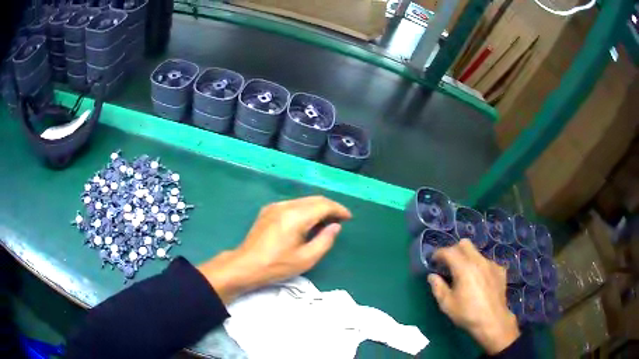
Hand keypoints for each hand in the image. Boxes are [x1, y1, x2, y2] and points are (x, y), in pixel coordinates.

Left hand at [198, 196, 351, 303]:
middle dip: (330, 207)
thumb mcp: (306, 259)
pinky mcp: (268, 210)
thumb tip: (335, 226)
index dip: (339, 210)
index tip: (348, 218)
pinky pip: (293, 204)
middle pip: (314, 199)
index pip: (323, 205)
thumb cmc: (277, 265)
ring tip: (326, 222)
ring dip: (317, 207)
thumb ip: (325, 240)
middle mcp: (286, 205)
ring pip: (303, 200)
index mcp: (296, 216)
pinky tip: (307, 221)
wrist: (246, 265)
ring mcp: (275, 206)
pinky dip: (305, 209)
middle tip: (340, 220)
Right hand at [428, 239, 519, 354]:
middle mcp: (479, 261)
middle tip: (449, 264)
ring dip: (468, 259)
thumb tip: (432, 276)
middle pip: (465, 244)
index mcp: (464, 268)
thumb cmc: (467, 313)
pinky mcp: (500, 270)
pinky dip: (480, 267)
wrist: (492, 321)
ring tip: (465, 275)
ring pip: (477, 253)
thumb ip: (438, 287)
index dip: (438, 253)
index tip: (433, 261)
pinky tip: (480, 281)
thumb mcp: (447, 304)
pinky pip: (487, 262)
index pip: (449, 251)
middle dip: (454, 250)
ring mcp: (491, 264)